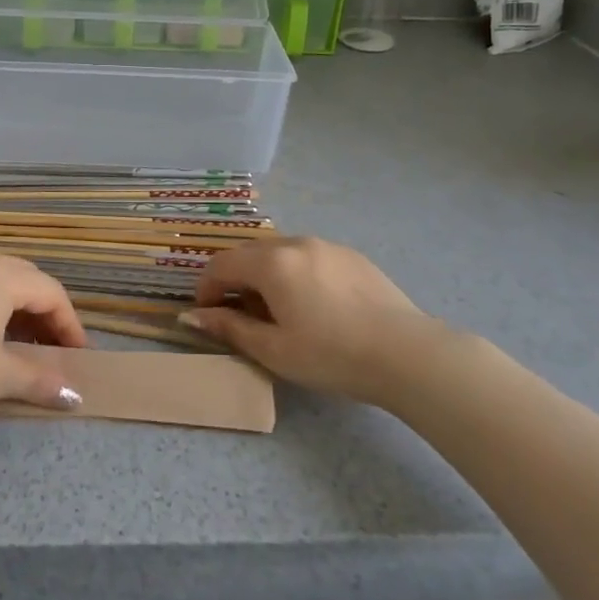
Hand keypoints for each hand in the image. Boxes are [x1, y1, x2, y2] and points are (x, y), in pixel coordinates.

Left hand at [0, 255, 88, 426]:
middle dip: (46, 317)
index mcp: (2, 275)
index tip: (80, 360)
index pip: (52, 294)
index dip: (71, 327)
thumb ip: (40, 379)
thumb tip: (74, 395)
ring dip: (19, 314)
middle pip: (28, 282)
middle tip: (54, 353)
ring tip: (24, 351)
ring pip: (0, 284)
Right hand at [179, 237, 458, 404]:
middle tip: (239, 315)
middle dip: (235, 280)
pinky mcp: (353, 256)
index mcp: (272, 263)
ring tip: (277, 311)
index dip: (207, 288)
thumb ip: (230, 328)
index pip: (222, 264)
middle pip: (250, 253)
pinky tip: (313, 305)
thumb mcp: (273, 350)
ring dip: (265, 275)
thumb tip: (191, 316)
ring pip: (281, 252)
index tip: (208, 316)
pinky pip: (310, 257)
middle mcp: (297, 243)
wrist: (407, 355)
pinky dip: (295, 273)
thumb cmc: (332, 356)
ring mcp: (328, 246)